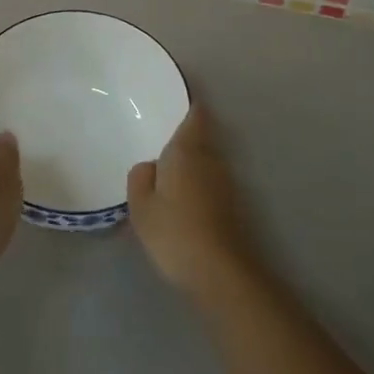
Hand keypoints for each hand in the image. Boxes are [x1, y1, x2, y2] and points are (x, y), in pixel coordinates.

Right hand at [127, 105, 258, 302]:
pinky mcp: (232, 206)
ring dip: (192, 162)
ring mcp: (226, 183)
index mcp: (187, 150)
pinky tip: (182, 199)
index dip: (189, 105)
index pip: (195, 115)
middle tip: (160, 140)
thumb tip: (150, 166)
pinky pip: (210, 182)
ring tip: (168, 171)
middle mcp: (211, 159)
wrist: (220, 272)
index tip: (175, 101)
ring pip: (207, 161)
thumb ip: (140, 177)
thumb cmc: (174, 231)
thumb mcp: (141, 205)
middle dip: (185, 137)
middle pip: (201, 137)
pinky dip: (198, 184)